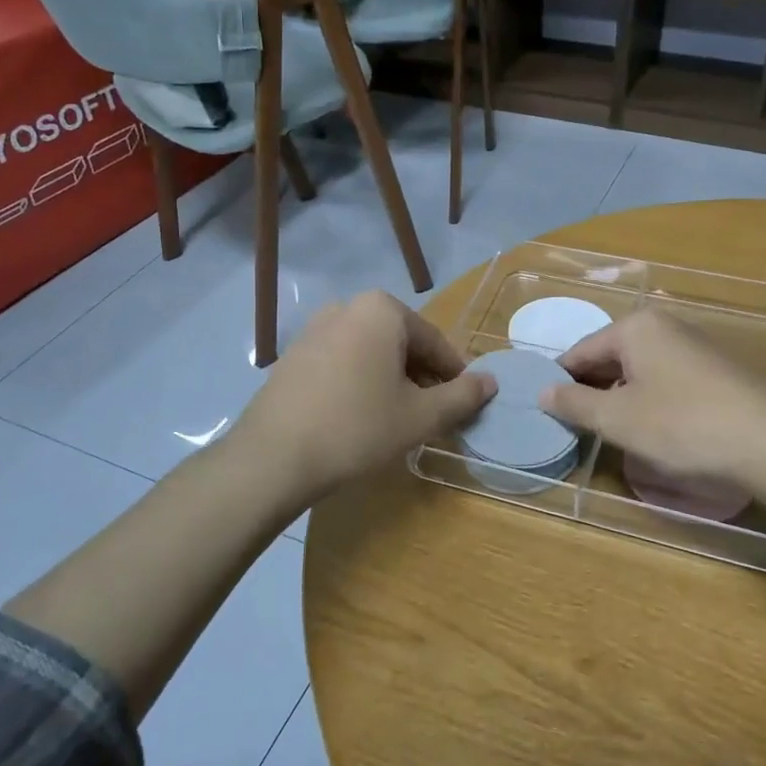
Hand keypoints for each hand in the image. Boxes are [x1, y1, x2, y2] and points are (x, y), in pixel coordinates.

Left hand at [233, 291, 495, 505]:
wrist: (274, 457)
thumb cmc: (357, 428)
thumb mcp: (420, 416)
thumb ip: (462, 395)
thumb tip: (491, 382)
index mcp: (382, 310)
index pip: (435, 342)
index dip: (455, 376)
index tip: (464, 405)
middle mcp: (347, 307)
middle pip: (402, 344)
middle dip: (422, 377)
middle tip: (432, 416)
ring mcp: (314, 329)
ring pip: (371, 353)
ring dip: (392, 381)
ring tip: (398, 420)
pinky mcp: (293, 355)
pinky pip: (343, 362)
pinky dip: (361, 382)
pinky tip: (360, 417)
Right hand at [541, 310, 765, 489]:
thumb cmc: (682, 425)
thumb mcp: (617, 419)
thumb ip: (574, 403)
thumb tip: (542, 391)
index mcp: (636, 327)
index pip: (580, 351)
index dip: (560, 382)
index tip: (547, 411)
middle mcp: (665, 326)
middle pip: (611, 357)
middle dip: (591, 389)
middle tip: (576, 426)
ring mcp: (695, 347)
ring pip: (640, 370)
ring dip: (621, 397)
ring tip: (611, 432)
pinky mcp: (717, 371)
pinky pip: (667, 381)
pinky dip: (651, 400)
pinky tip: (653, 430)